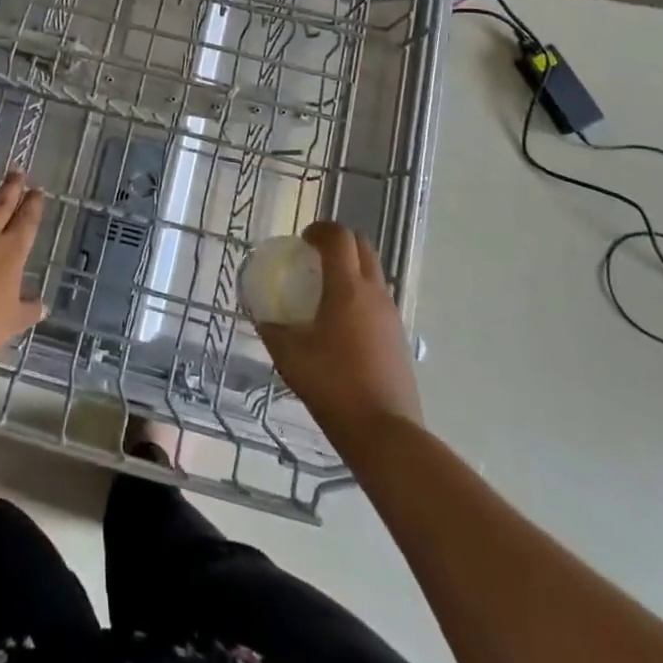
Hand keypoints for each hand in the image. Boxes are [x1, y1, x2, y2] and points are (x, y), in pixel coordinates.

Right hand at [255, 222, 420, 445]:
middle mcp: (374, 293)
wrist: (385, 433)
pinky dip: (361, 296)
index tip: (303, 239)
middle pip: (362, 247)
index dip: (320, 230)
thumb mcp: (289, 356)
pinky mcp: (399, 338)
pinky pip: (379, 300)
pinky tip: (343, 324)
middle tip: (315, 257)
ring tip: (327, 291)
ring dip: (352, 269)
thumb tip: (263, 317)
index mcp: (347, 288)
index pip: (339, 238)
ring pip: (374, 273)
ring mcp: (391, 315)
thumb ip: (272, 330)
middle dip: (339, 243)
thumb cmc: (333, 385)